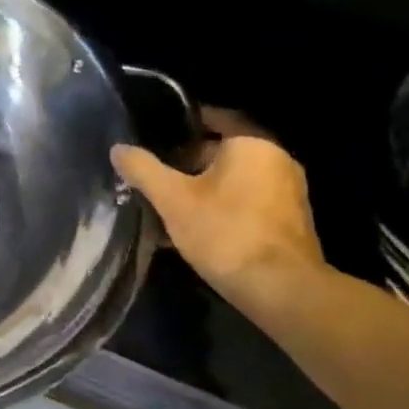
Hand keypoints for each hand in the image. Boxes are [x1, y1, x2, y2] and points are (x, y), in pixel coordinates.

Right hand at [112, 110, 322, 303]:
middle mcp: (277, 160)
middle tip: (156, 175)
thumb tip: (118, 149)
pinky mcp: (290, 222)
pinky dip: (223, 208)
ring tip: (169, 204)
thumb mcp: (173, 199)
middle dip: (189, 162)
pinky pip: (248, 203)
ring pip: (235, 180)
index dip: (183, 124)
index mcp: (252, 144)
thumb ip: (144, 170)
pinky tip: (196, 229)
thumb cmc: (226, 232)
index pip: (214, 118)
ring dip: (205, 189)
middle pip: (224, 151)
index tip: (156, 134)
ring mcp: (289, 192)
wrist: (282, 290)